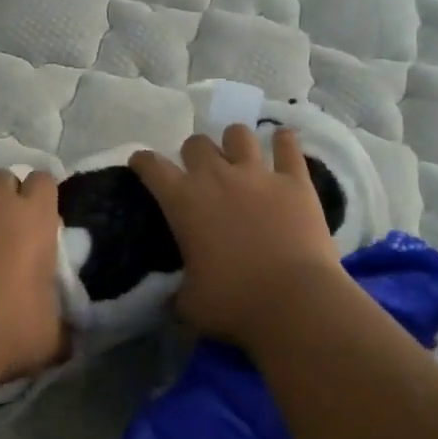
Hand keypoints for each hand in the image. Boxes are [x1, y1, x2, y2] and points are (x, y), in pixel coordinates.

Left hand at [0, 169, 64, 384]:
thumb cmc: (6, 330)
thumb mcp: (51, 333)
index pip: (44, 180)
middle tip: (3, 230)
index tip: (38, 220)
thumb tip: (71, 334)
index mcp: (35, 217)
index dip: (40, 197)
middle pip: (4, 178)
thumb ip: (64, 322)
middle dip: (4, 198)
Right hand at [130, 126, 341, 346]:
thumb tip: (174, 297)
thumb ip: (178, 292)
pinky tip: (282, 142)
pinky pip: (288, 146)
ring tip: (238, 158)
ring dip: (234, 142)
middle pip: (196, 143)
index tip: (142, 163)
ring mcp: (258, 174)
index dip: (143, 161)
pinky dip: (284, 142)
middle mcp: (216, 177)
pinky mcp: (295, 181)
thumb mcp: (190, 305)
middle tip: (199, 174)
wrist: (295, 302)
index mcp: (183, 202)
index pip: (152, 166)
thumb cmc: (235, 303)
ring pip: (238, 134)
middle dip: (193, 154)